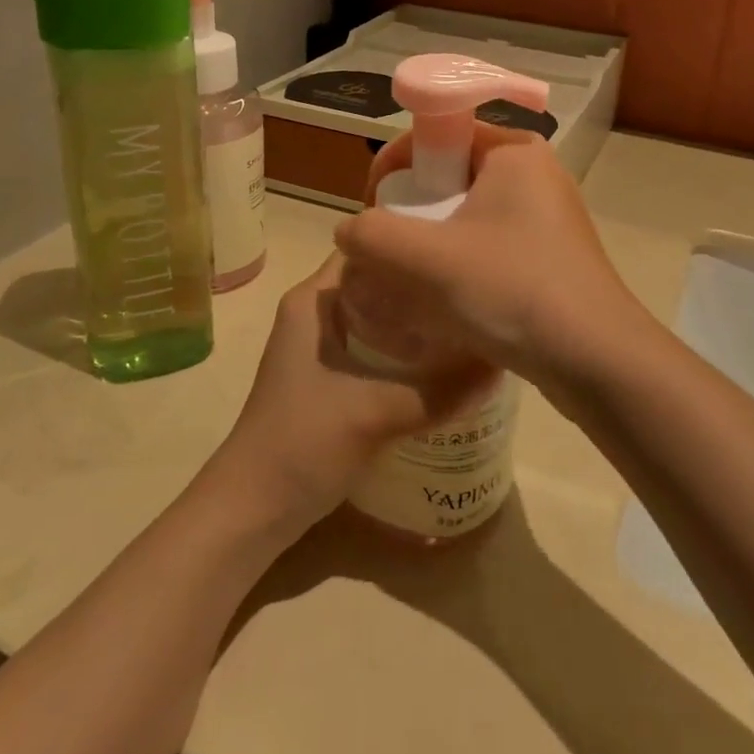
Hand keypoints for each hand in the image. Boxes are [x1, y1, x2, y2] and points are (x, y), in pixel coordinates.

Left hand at [213, 255, 496, 534]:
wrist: (253, 510)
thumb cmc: (301, 444)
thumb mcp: (375, 412)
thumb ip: (440, 390)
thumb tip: (501, 365)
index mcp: (314, 299)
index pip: (368, 247)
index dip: (411, 242)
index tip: (459, 246)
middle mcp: (317, 313)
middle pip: (379, 282)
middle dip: (423, 284)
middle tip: (476, 286)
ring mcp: (323, 348)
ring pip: (380, 318)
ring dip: (418, 320)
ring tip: (471, 319)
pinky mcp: (331, 379)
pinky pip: (377, 349)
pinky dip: (408, 351)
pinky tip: (446, 364)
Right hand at [333, 127, 647, 395]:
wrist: (596, 361)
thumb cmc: (512, 291)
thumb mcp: (428, 260)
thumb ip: (372, 235)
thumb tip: (350, 231)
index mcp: (514, 151)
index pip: (437, 133)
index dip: (395, 164)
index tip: (373, 207)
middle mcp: (535, 174)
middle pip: (450, 177)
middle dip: (410, 211)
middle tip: (388, 251)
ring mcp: (548, 217)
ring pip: (467, 217)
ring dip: (432, 243)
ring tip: (409, 281)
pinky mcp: (551, 256)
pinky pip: (489, 246)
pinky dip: (460, 265)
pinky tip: (445, 302)